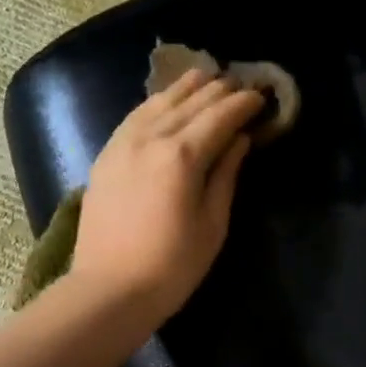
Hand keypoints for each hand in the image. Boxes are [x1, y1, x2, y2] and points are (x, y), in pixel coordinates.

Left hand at [70, 68, 262, 321]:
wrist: (109, 290)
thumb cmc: (171, 267)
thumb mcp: (212, 225)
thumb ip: (225, 176)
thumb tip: (239, 141)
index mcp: (182, 156)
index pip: (219, 117)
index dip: (242, 104)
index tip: (260, 96)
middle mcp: (150, 139)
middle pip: (189, 103)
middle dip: (217, 90)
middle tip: (238, 83)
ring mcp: (122, 145)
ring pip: (157, 103)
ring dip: (183, 88)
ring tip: (203, 76)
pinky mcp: (104, 158)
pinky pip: (132, 118)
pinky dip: (152, 104)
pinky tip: (162, 102)